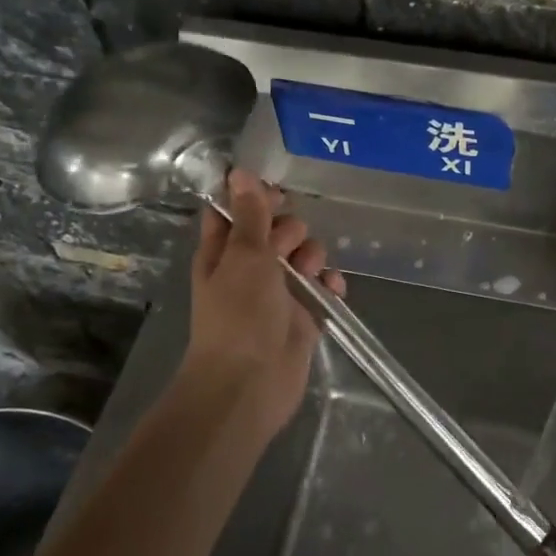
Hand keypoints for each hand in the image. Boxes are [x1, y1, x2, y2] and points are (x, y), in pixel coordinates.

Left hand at [178, 170, 345, 435]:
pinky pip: (322, 288)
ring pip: (303, 256)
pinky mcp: (303, 315)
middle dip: (290, 231)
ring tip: (310, 272)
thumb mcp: (244, 256)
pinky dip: (329, 286)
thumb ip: (250, 215)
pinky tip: (332, 289)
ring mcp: (277, 293)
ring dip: (312, 257)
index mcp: (223, 251)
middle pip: (276, 230)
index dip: (255, 197)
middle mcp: (248, 268)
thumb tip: (240, 172)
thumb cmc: (239, 314)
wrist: (251, 383)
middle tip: (291, 245)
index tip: (278, 191)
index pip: (235, 211)